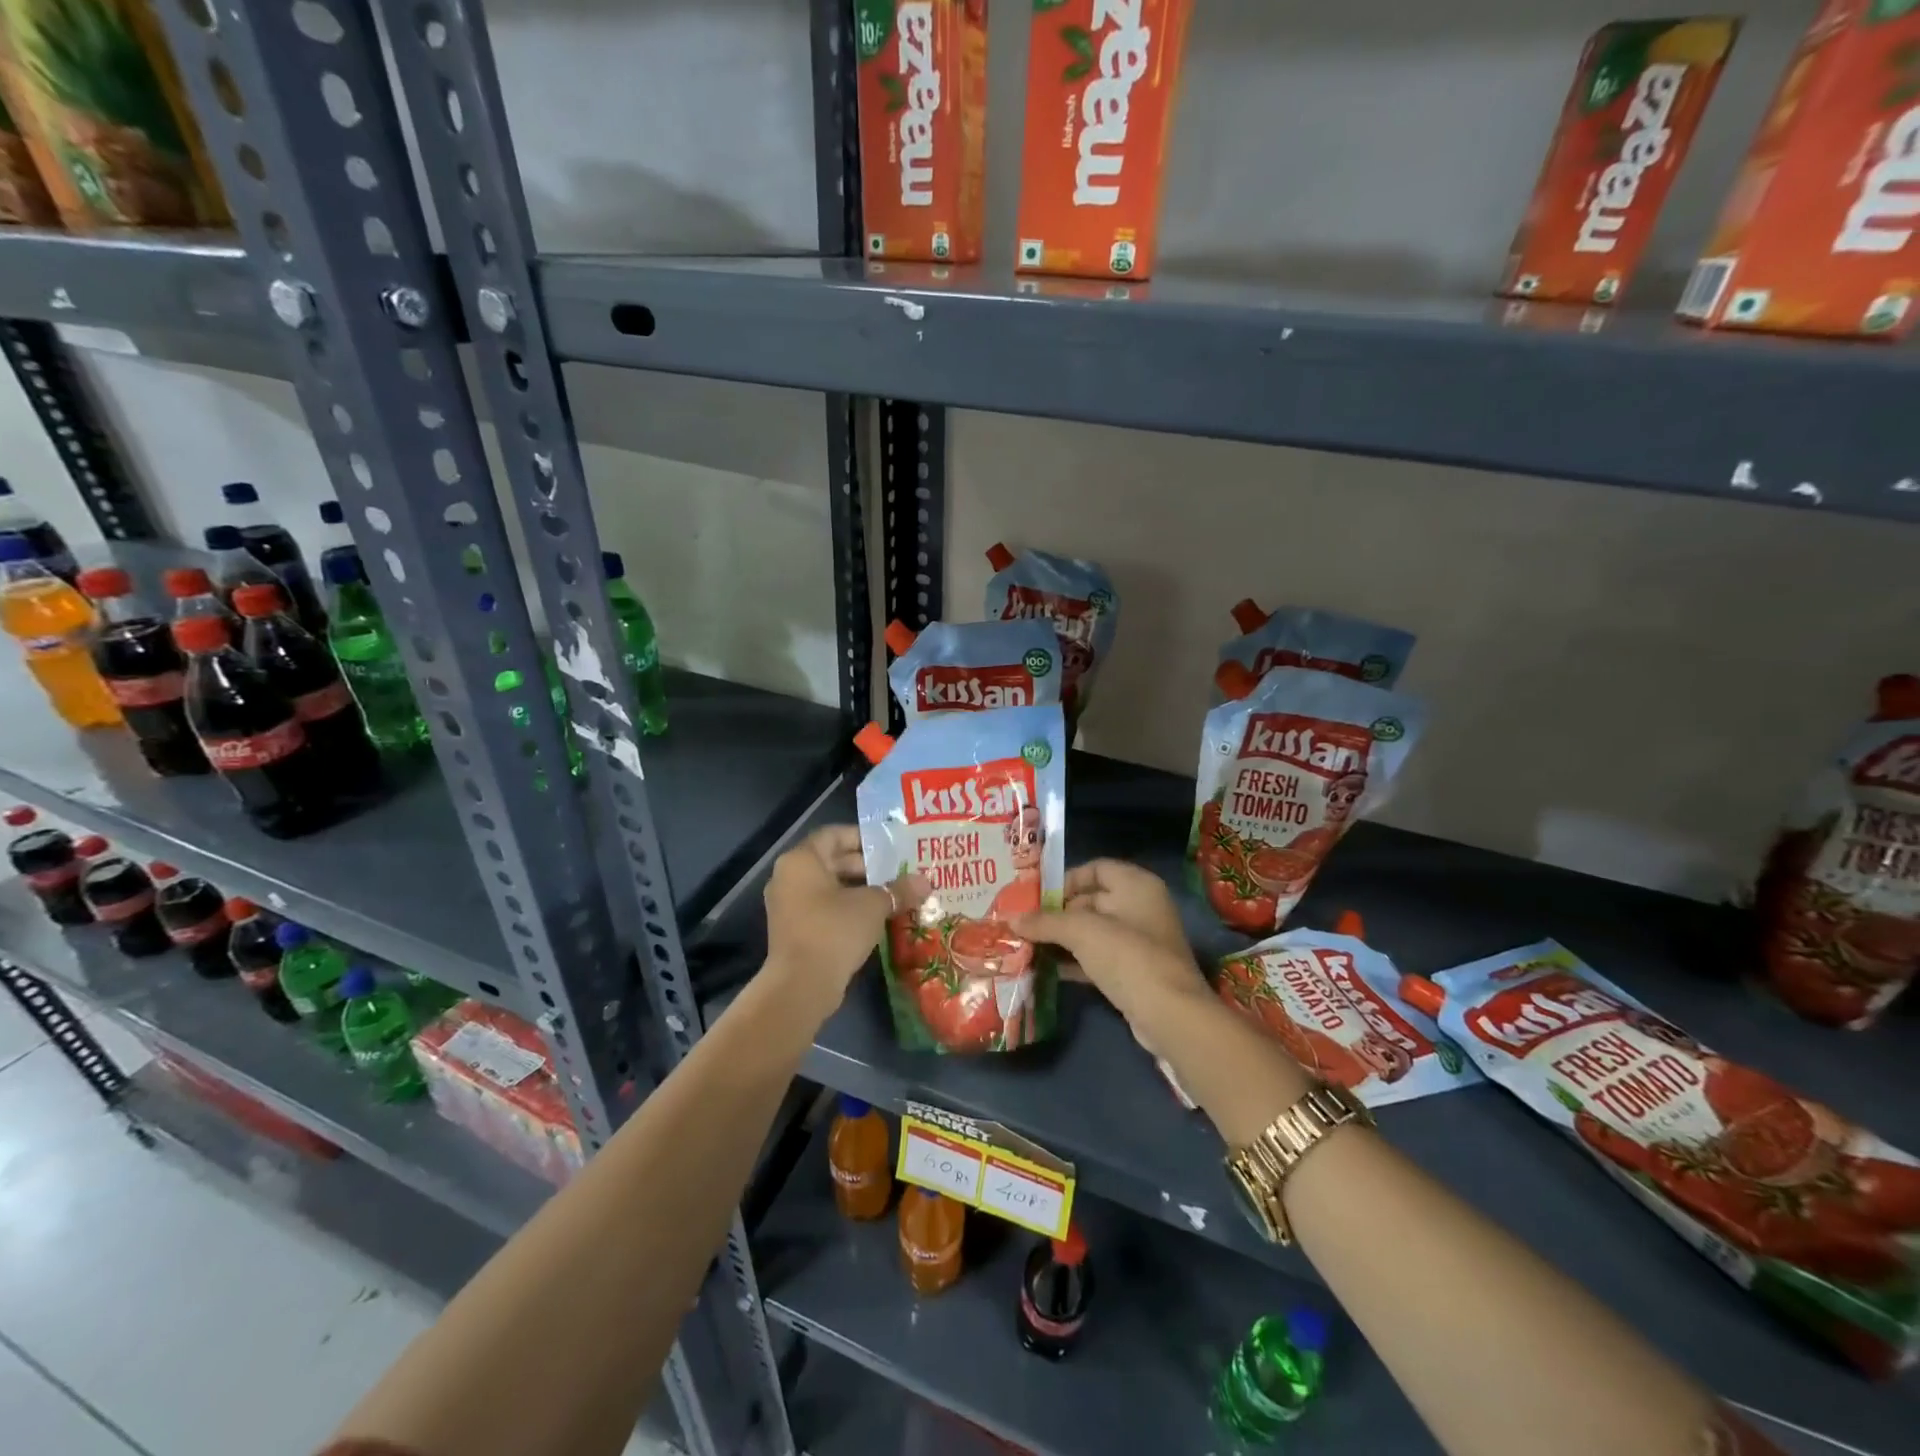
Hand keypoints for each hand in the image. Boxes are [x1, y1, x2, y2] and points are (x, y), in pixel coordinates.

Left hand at [763, 826, 923, 1021]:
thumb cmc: (835, 930)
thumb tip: (925, 882)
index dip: (863, 838)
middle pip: (831, 860)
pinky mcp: (794, 930)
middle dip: (867, 866)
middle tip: (899, 871)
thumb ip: (898, 889)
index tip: (891, 846)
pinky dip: (847, 908)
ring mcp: (788, 905)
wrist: (801, 986)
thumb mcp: (873, 906)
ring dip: (860, 889)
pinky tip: (876, 917)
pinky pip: (823, 908)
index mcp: (801, 860)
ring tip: (893, 894)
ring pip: (829, 887)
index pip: (834, 834)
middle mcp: (789, 877)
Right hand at [1008, 859, 1208, 1042]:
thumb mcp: (1081, 931)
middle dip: (1057, 914)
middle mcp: (1141, 907)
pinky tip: (1048, 969)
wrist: (1169, 1015)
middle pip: (1091, 900)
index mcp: (1136, 885)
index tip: (1036, 898)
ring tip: (1028, 946)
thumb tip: (1011, 919)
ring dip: (1062, 939)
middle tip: (1025, 925)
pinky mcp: (1135, 972)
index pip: (1096, 868)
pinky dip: (1075, 961)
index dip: (1065, 880)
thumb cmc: (1127, 956)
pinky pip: (1098, 958)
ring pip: (1093, 932)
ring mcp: (1140, 942)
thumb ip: (1045, 922)